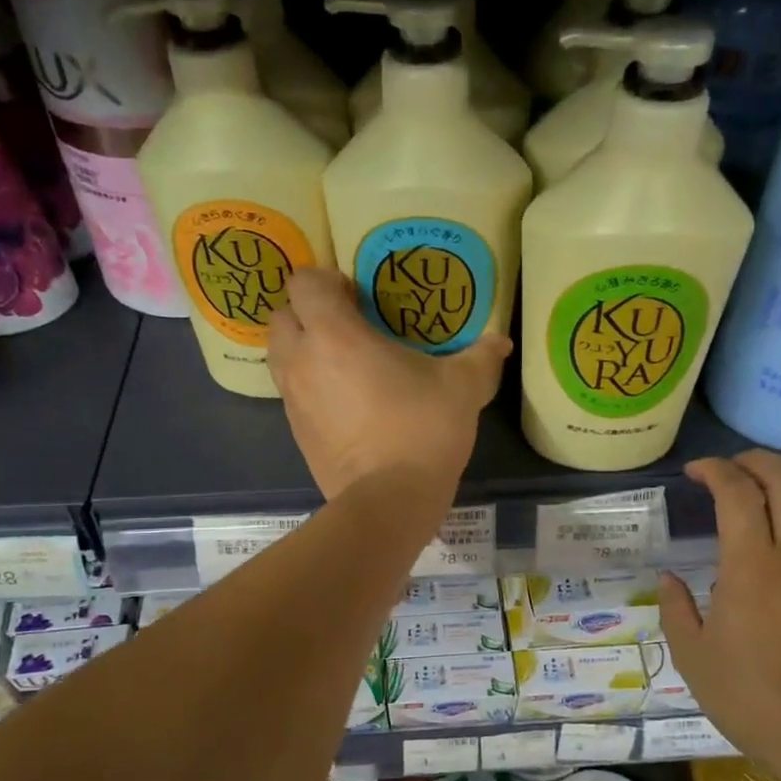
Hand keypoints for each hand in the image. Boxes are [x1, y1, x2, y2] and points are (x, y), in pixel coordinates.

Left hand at [268, 269, 509, 508]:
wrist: (389, 500)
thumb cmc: (423, 430)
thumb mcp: (462, 388)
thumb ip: (480, 357)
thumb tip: (501, 341)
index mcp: (334, 335)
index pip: (304, 283)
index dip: (327, 280)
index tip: (359, 296)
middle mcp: (302, 360)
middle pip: (281, 315)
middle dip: (307, 312)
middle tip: (348, 324)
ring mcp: (293, 399)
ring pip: (279, 354)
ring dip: (302, 347)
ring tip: (343, 360)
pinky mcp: (295, 431)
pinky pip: (291, 391)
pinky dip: (308, 384)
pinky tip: (345, 400)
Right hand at [658, 450, 780, 780]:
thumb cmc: (750, 699)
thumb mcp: (692, 657)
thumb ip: (676, 609)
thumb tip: (669, 579)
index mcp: (752, 569)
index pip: (738, 493)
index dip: (715, 470)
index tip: (694, 472)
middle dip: (756, 460)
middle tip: (729, 467)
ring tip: (766, 477)